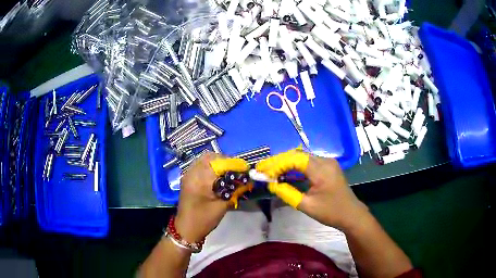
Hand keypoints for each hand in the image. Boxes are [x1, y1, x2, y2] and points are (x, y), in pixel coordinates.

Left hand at [175, 152, 248, 242]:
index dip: (233, 164)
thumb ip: (235, 191)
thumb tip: (248, 181)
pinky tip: (218, 177)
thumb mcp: (222, 205)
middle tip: (235, 170)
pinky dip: (210, 167)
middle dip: (225, 161)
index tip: (244, 169)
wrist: (186, 228)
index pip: (218, 162)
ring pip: (204, 159)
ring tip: (228, 173)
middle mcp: (192, 172)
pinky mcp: (188, 178)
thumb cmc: (204, 219)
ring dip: (217, 163)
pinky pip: (200, 165)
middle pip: (210, 156)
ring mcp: (188, 174)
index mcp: (199, 179)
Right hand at [256, 149, 368, 229]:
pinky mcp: (327, 167)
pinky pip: (308, 162)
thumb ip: (287, 193)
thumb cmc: (331, 212)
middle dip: (279, 161)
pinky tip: (285, 172)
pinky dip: (295, 166)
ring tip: (270, 170)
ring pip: (302, 157)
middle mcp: (325, 161)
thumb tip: (271, 184)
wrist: (351, 214)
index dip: (277, 164)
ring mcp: (327, 162)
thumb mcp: (307, 206)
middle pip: (298, 155)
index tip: (264, 172)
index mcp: (322, 170)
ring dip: (286, 163)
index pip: (295, 159)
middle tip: (263, 168)